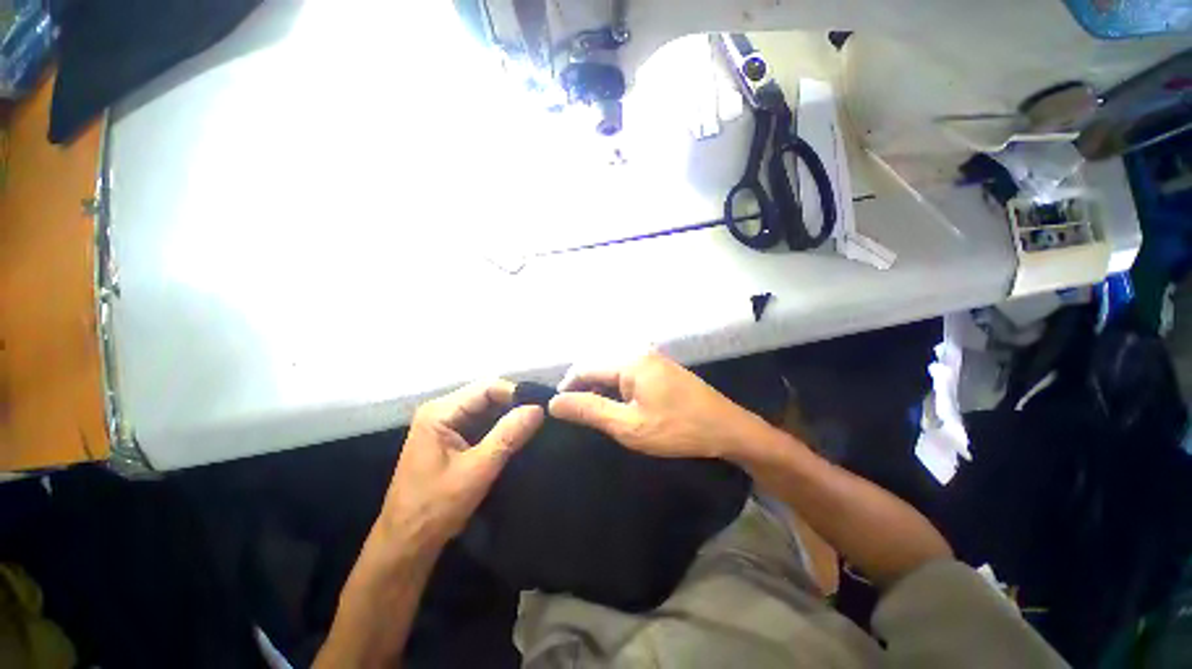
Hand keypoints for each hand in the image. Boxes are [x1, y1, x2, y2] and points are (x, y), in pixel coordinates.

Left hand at [375, 380, 543, 552]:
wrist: (406, 545)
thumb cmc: (435, 508)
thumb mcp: (477, 470)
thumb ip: (508, 436)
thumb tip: (538, 408)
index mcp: (440, 412)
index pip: (486, 387)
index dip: (516, 393)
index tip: (542, 407)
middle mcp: (441, 411)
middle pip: (486, 395)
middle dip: (514, 404)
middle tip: (543, 416)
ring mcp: (445, 424)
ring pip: (486, 409)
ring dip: (509, 416)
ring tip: (536, 424)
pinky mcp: (451, 439)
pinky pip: (481, 423)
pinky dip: (500, 428)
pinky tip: (518, 436)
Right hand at [548, 351, 772, 459]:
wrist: (728, 429)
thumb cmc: (676, 429)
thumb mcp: (628, 425)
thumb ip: (590, 410)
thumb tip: (555, 402)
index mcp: (630, 362)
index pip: (586, 367)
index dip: (568, 386)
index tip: (559, 409)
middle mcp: (640, 354)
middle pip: (601, 367)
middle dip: (586, 389)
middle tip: (580, 416)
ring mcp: (655, 360)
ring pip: (616, 372)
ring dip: (603, 390)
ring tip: (598, 414)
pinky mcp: (664, 370)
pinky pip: (631, 375)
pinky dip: (620, 390)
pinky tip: (622, 407)